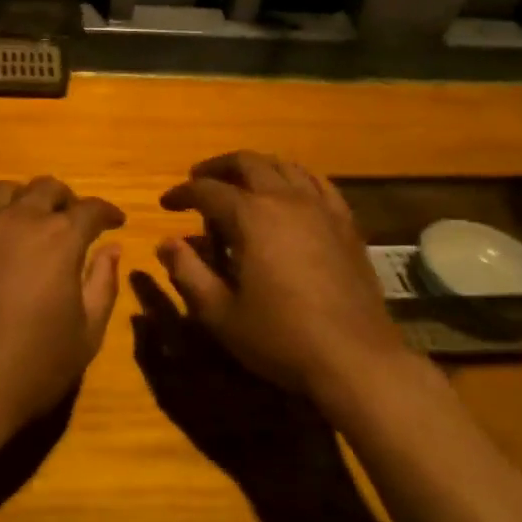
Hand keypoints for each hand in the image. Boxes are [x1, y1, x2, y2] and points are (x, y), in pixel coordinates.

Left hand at [0, 177, 124, 449]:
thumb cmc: (32, 366)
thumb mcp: (86, 334)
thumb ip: (103, 284)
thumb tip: (112, 249)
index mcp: (60, 238)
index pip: (90, 209)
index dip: (107, 213)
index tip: (114, 223)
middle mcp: (19, 218)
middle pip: (47, 189)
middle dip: (66, 201)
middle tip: (71, 221)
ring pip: (5, 191)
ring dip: (25, 201)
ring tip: (28, 222)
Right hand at [157, 151, 402, 404]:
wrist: (355, 359)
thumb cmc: (280, 338)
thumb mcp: (220, 313)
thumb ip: (188, 273)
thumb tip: (166, 243)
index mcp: (251, 216)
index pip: (207, 190)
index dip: (182, 193)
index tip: (167, 203)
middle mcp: (285, 199)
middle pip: (246, 163)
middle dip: (217, 168)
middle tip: (198, 182)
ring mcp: (321, 208)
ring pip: (283, 166)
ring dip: (255, 167)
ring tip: (240, 183)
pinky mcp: (345, 223)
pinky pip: (318, 184)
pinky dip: (294, 179)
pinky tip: (290, 193)